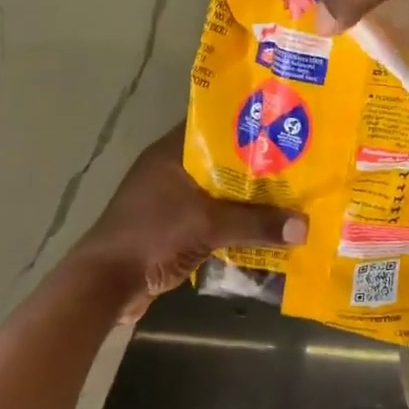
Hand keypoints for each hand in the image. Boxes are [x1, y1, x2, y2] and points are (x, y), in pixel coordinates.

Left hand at [75, 128, 305, 321]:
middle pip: (222, 158)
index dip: (249, 123)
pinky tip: (261, 226)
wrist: (104, 285)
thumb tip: (304, 227)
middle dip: (256, 164)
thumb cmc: (152, 237)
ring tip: (286, 194)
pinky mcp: (171, 224)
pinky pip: (211, 213)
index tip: (284, 124)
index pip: (216, 124)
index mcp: (173, 153)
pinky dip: (232, 218)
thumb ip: (256, 224)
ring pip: (217, 188)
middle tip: (296, 162)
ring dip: (245, 195)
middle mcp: (170, 168)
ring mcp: (169, 198)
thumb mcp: (208, 226)